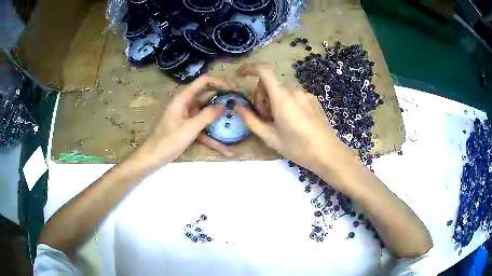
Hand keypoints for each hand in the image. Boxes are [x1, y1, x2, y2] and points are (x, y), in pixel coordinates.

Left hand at [138, 75, 234, 165]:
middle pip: (207, 98)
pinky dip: (213, 138)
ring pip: (207, 116)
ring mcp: (187, 118)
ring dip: (220, 122)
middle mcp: (186, 105)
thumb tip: (224, 104)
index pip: (203, 82)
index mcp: (184, 99)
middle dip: (222, 103)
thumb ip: (208, 115)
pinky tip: (227, 150)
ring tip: (237, 127)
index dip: (218, 83)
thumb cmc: (169, 140)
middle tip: (239, 109)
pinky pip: (203, 130)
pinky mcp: (188, 129)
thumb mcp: (190, 127)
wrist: (152, 157)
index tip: (232, 92)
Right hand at [235, 63, 352, 174]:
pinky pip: (294, 95)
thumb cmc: (297, 148)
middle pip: (270, 84)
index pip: (264, 72)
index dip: (250, 68)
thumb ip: (250, 120)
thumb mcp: (270, 137)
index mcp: (281, 98)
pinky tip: (293, 121)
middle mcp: (294, 91)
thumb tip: (236, 106)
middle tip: (265, 118)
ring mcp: (305, 94)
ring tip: (279, 122)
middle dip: (262, 97)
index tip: (241, 75)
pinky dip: (287, 102)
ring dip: (274, 101)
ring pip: (281, 91)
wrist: (327, 153)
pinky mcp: (313, 99)